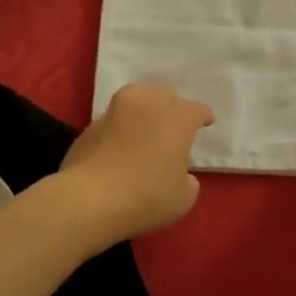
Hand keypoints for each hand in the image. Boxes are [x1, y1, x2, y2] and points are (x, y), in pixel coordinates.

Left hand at [58, 84, 214, 243]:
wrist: (90, 198)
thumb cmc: (146, 196)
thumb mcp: (182, 198)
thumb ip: (187, 181)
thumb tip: (181, 176)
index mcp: (177, 117)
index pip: (197, 110)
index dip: (203, 117)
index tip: (205, 123)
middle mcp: (148, 104)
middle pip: (166, 97)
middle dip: (172, 109)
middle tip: (174, 126)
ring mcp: (116, 110)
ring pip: (137, 100)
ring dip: (145, 111)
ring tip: (147, 127)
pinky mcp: (91, 123)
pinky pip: (115, 119)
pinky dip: (121, 127)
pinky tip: (121, 143)